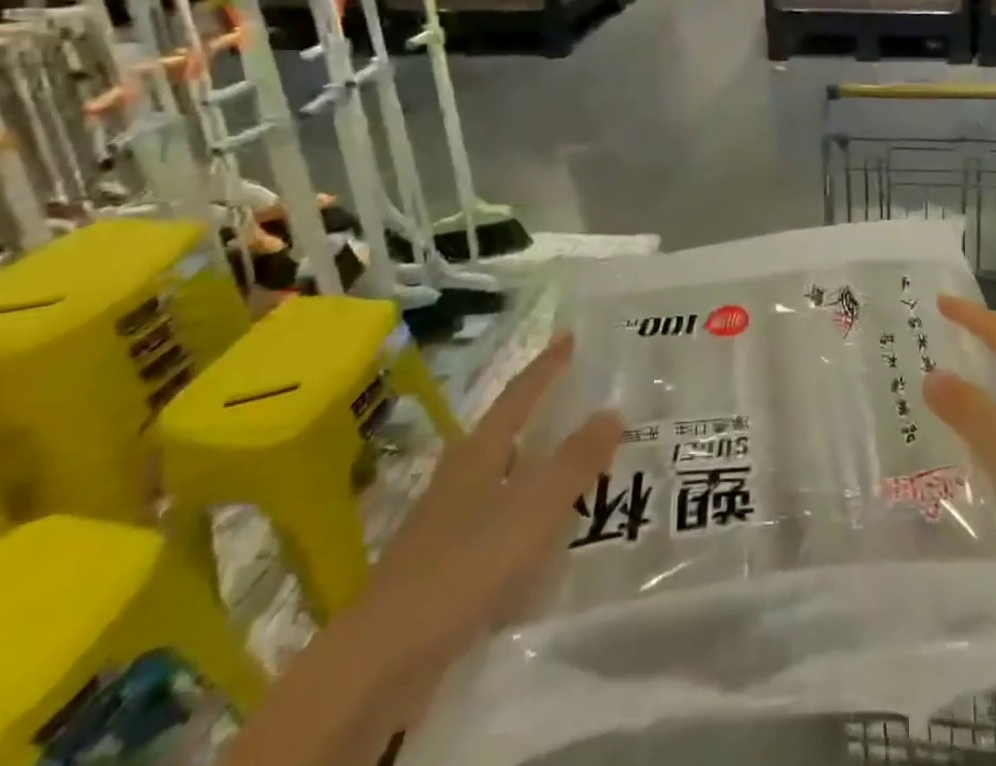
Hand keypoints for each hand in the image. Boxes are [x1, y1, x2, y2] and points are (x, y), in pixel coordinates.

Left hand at [363, 334, 619, 674]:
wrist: (383, 658)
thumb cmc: (465, 564)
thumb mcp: (534, 507)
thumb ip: (575, 460)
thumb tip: (612, 410)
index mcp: (479, 452)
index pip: (519, 395)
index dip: (546, 366)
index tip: (569, 337)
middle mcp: (460, 477)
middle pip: (506, 432)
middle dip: (540, 414)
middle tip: (579, 399)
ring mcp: (446, 522)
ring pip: (501, 479)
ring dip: (534, 468)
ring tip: (573, 467)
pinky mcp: (442, 566)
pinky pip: (496, 523)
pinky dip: (524, 518)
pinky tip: (542, 540)